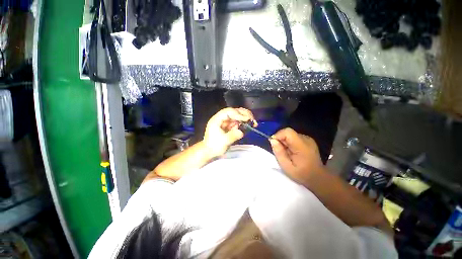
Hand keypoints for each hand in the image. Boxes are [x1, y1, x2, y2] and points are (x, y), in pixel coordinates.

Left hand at [203, 108, 254, 156]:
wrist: (210, 152)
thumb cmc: (214, 147)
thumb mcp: (223, 142)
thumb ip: (232, 136)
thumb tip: (241, 132)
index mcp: (217, 120)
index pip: (228, 112)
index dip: (238, 114)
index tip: (247, 119)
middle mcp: (221, 118)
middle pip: (233, 112)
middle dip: (243, 114)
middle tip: (252, 119)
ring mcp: (225, 122)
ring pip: (236, 115)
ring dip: (245, 117)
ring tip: (253, 122)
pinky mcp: (229, 126)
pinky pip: (237, 121)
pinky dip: (243, 122)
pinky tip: (249, 125)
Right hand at [269, 128, 324, 183]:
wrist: (317, 178)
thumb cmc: (301, 174)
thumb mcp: (286, 166)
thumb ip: (279, 152)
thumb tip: (272, 140)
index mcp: (302, 146)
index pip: (287, 132)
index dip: (278, 135)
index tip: (274, 144)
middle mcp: (306, 139)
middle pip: (288, 133)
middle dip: (281, 140)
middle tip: (280, 152)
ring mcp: (308, 139)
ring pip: (290, 135)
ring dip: (285, 142)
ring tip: (286, 153)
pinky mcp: (308, 141)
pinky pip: (294, 137)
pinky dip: (289, 143)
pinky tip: (292, 152)